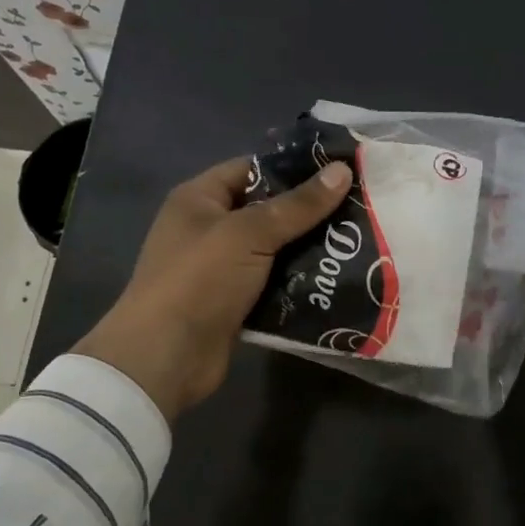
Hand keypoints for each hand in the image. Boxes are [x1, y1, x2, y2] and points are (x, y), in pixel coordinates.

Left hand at [75, 156, 351, 419]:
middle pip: (267, 209)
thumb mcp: (249, 233)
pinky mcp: (235, 301)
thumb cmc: (199, 280)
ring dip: (310, 249)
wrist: (166, 358)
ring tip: (358, 242)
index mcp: (200, 198)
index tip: (339, 171)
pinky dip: (300, 281)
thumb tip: (342, 171)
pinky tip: (337, 277)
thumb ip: (297, 205)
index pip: (252, 169)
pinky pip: (274, 282)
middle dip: (309, 212)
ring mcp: (222, 267)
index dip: (293, 168)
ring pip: (275, 248)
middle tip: (359, 208)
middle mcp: (209, 227)